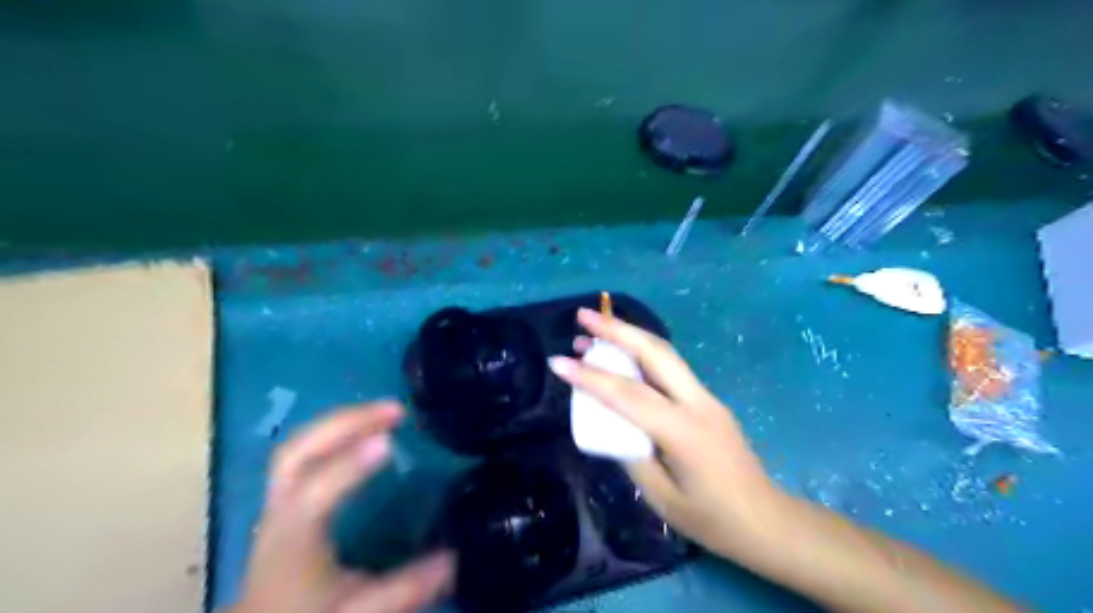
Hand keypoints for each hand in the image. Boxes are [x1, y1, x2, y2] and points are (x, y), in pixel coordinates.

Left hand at [231, 402, 452, 612]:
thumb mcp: (357, 612)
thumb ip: (402, 590)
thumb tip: (455, 558)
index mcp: (292, 538)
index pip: (313, 492)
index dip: (349, 465)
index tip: (390, 442)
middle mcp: (280, 509)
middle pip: (298, 450)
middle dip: (345, 422)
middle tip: (396, 411)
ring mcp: (279, 499)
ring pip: (300, 444)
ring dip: (343, 421)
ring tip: (387, 412)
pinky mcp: (288, 496)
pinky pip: (308, 450)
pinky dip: (337, 432)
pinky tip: (366, 430)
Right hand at [547, 312, 784, 559]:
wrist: (766, 520)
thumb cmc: (712, 519)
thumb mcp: (661, 497)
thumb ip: (631, 455)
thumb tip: (611, 426)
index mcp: (683, 432)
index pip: (629, 395)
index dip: (590, 377)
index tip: (557, 362)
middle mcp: (697, 403)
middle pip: (655, 353)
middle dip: (617, 329)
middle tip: (583, 316)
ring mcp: (706, 397)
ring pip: (665, 353)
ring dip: (629, 336)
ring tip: (595, 330)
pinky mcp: (707, 400)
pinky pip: (671, 368)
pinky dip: (643, 353)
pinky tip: (623, 355)